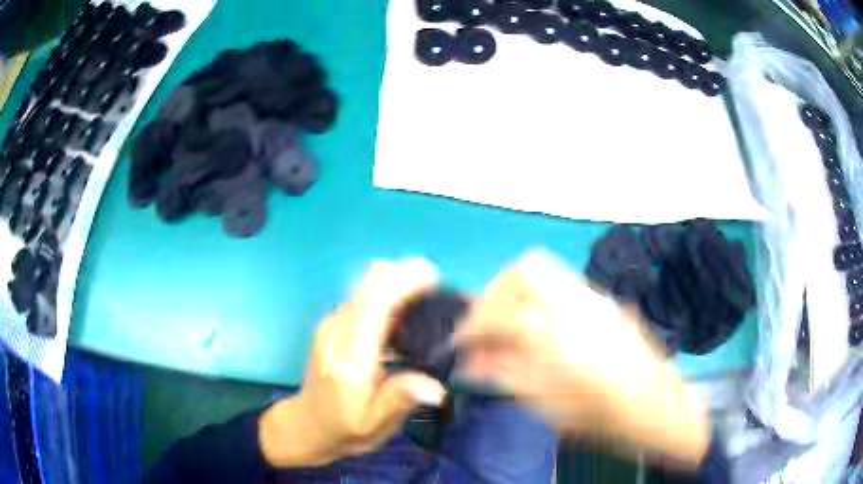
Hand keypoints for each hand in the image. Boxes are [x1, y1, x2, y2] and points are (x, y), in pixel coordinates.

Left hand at [260, 259, 446, 466]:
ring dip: (400, 287)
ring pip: (369, 285)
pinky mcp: (336, 324)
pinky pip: (367, 298)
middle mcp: (338, 330)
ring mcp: (334, 323)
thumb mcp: (376, 424)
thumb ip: (401, 399)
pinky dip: (391, 299)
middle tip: (439, 299)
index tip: (436, 280)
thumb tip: (437, 389)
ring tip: (429, 312)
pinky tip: (407, 326)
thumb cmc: (345, 428)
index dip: (404, 282)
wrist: (308, 425)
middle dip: (407, 277)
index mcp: (350, 356)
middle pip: (371, 282)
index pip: (374, 303)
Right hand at [455, 249, 710, 467]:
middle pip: (524, 271)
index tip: (460, 341)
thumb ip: (505, 376)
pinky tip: (537, 319)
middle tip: (484, 322)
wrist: (652, 401)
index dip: (472, 326)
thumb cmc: (599, 413)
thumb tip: (469, 363)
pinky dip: (537, 291)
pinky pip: (560, 279)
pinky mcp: (601, 298)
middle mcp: (575, 304)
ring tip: (507, 316)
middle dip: (494, 293)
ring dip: (515, 287)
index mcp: (558, 336)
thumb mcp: (547, 405)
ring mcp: (592, 296)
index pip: (501, 315)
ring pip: (543, 266)